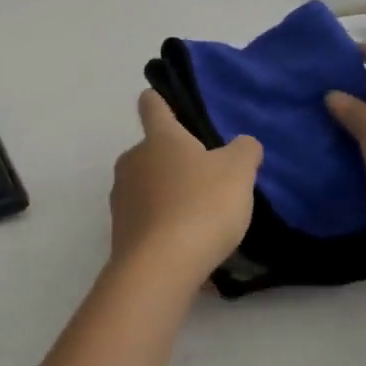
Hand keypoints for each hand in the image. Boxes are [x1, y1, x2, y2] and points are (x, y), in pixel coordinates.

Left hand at [109, 90, 262, 287]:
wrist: (160, 267)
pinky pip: (147, 221)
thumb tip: (244, 144)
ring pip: (148, 187)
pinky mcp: (120, 232)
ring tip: (201, 217)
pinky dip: (164, 227)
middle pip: (152, 151)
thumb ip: (244, 151)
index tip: (159, 98)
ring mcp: (121, 197)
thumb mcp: (238, 172)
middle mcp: (132, 161)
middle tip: (206, 177)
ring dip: (169, 196)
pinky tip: (188, 246)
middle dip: (175, 161)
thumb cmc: (201, 205)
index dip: (158, 100)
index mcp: (159, 138)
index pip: (153, 106)